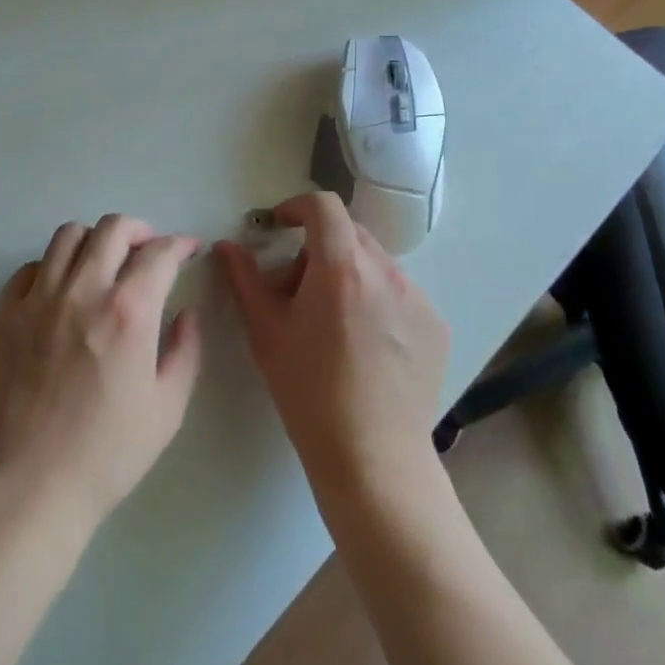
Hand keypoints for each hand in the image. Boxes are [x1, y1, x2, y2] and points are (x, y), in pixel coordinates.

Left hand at [0, 215, 203, 535]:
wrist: (28, 486)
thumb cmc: (107, 454)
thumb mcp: (167, 408)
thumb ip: (185, 351)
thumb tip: (186, 313)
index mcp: (128, 311)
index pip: (158, 253)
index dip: (180, 244)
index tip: (188, 249)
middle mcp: (82, 290)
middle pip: (112, 229)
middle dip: (140, 230)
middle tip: (149, 249)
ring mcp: (38, 299)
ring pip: (67, 236)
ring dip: (95, 239)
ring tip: (105, 261)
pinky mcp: (5, 315)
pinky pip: (30, 268)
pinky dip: (52, 266)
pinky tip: (62, 289)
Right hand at [215, 192, 448, 491]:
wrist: (373, 457)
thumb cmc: (308, 392)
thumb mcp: (266, 332)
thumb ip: (245, 279)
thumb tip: (227, 245)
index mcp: (342, 268)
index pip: (324, 206)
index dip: (297, 207)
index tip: (279, 227)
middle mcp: (387, 272)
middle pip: (349, 233)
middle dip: (318, 247)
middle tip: (297, 289)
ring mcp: (418, 298)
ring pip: (375, 264)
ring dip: (348, 274)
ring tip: (333, 324)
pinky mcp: (437, 325)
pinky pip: (400, 293)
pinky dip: (377, 300)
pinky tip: (365, 347)